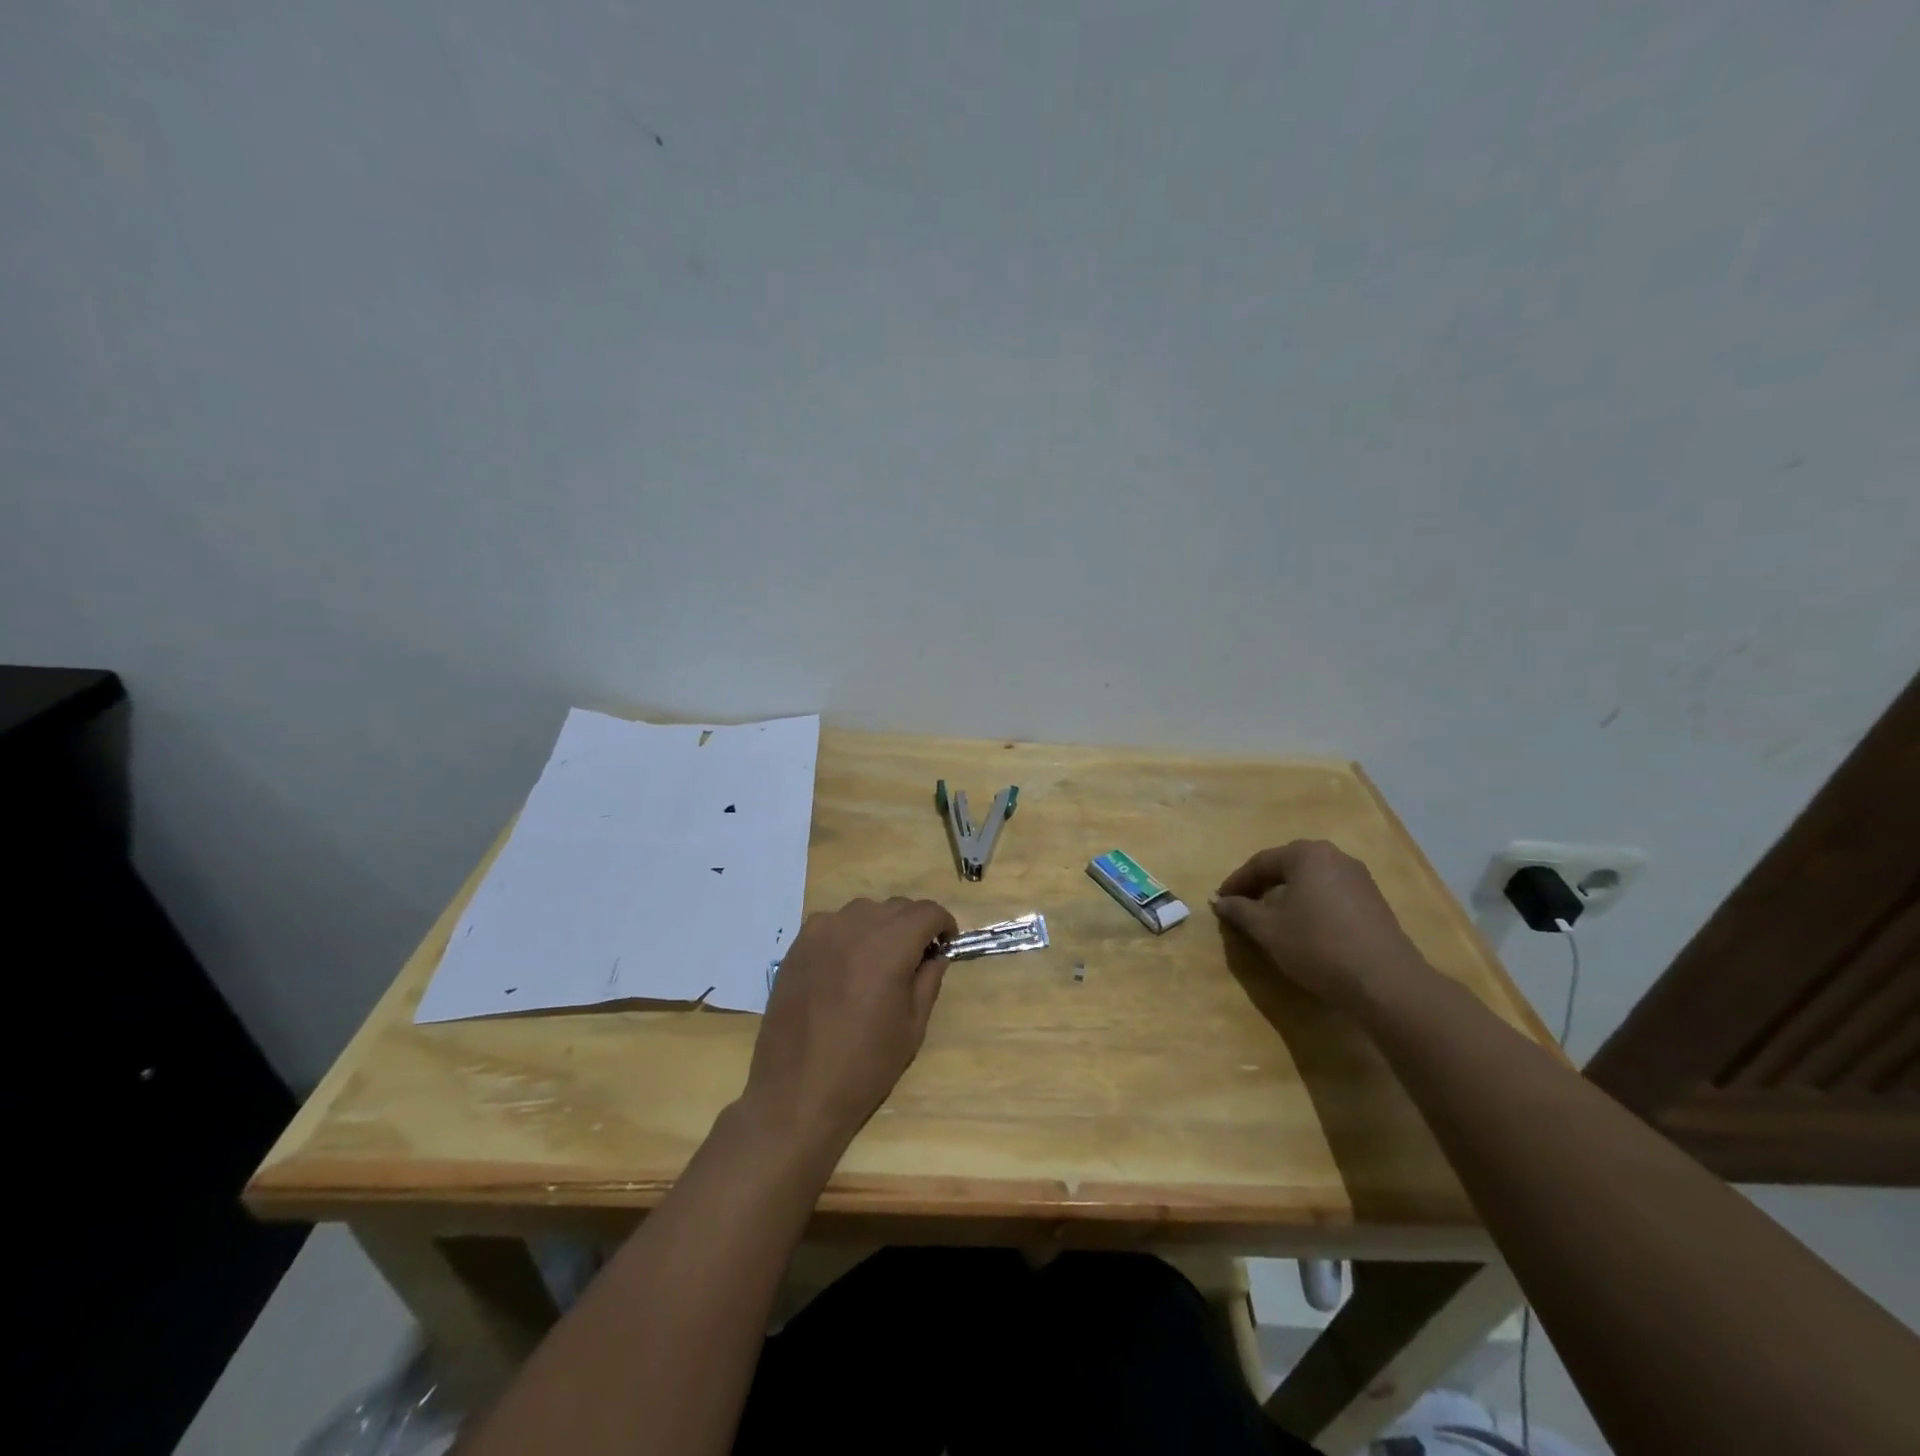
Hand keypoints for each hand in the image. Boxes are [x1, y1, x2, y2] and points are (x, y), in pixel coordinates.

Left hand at [739, 896, 956, 1159]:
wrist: (795, 1093)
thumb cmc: (864, 1066)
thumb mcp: (912, 1027)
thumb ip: (928, 981)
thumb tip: (936, 955)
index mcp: (889, 947)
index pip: (926, 911)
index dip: (943, 923)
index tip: (945, 945)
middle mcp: (855, 927)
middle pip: (896, 907)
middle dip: (914, 925)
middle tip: (916, 958)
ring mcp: (820, 932)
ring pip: (864, 911)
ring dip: (881, 926)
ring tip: (880, 962)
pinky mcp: (797, 945)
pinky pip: (833, 923)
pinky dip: (850, 933)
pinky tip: (846, 966)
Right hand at [1211, 840, 1431, 1011]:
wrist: (1386, 982)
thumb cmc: (1318, 946)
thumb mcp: (1268, 930)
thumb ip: (1240, 911)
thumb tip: (1220, 902)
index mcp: (1306, 855)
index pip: (1260, 863)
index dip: (1236, 882)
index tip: (1219, 901)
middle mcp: (1334, 857)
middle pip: (1287, 867)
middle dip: (1262, 886)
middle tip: (1242, 907)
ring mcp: (1359, 878)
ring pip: (1310, 881)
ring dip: (1286, 896)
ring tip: (1270, 919)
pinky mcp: (1374, 901)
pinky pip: (1330, 894)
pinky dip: (1310, 905)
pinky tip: (1303, 928)